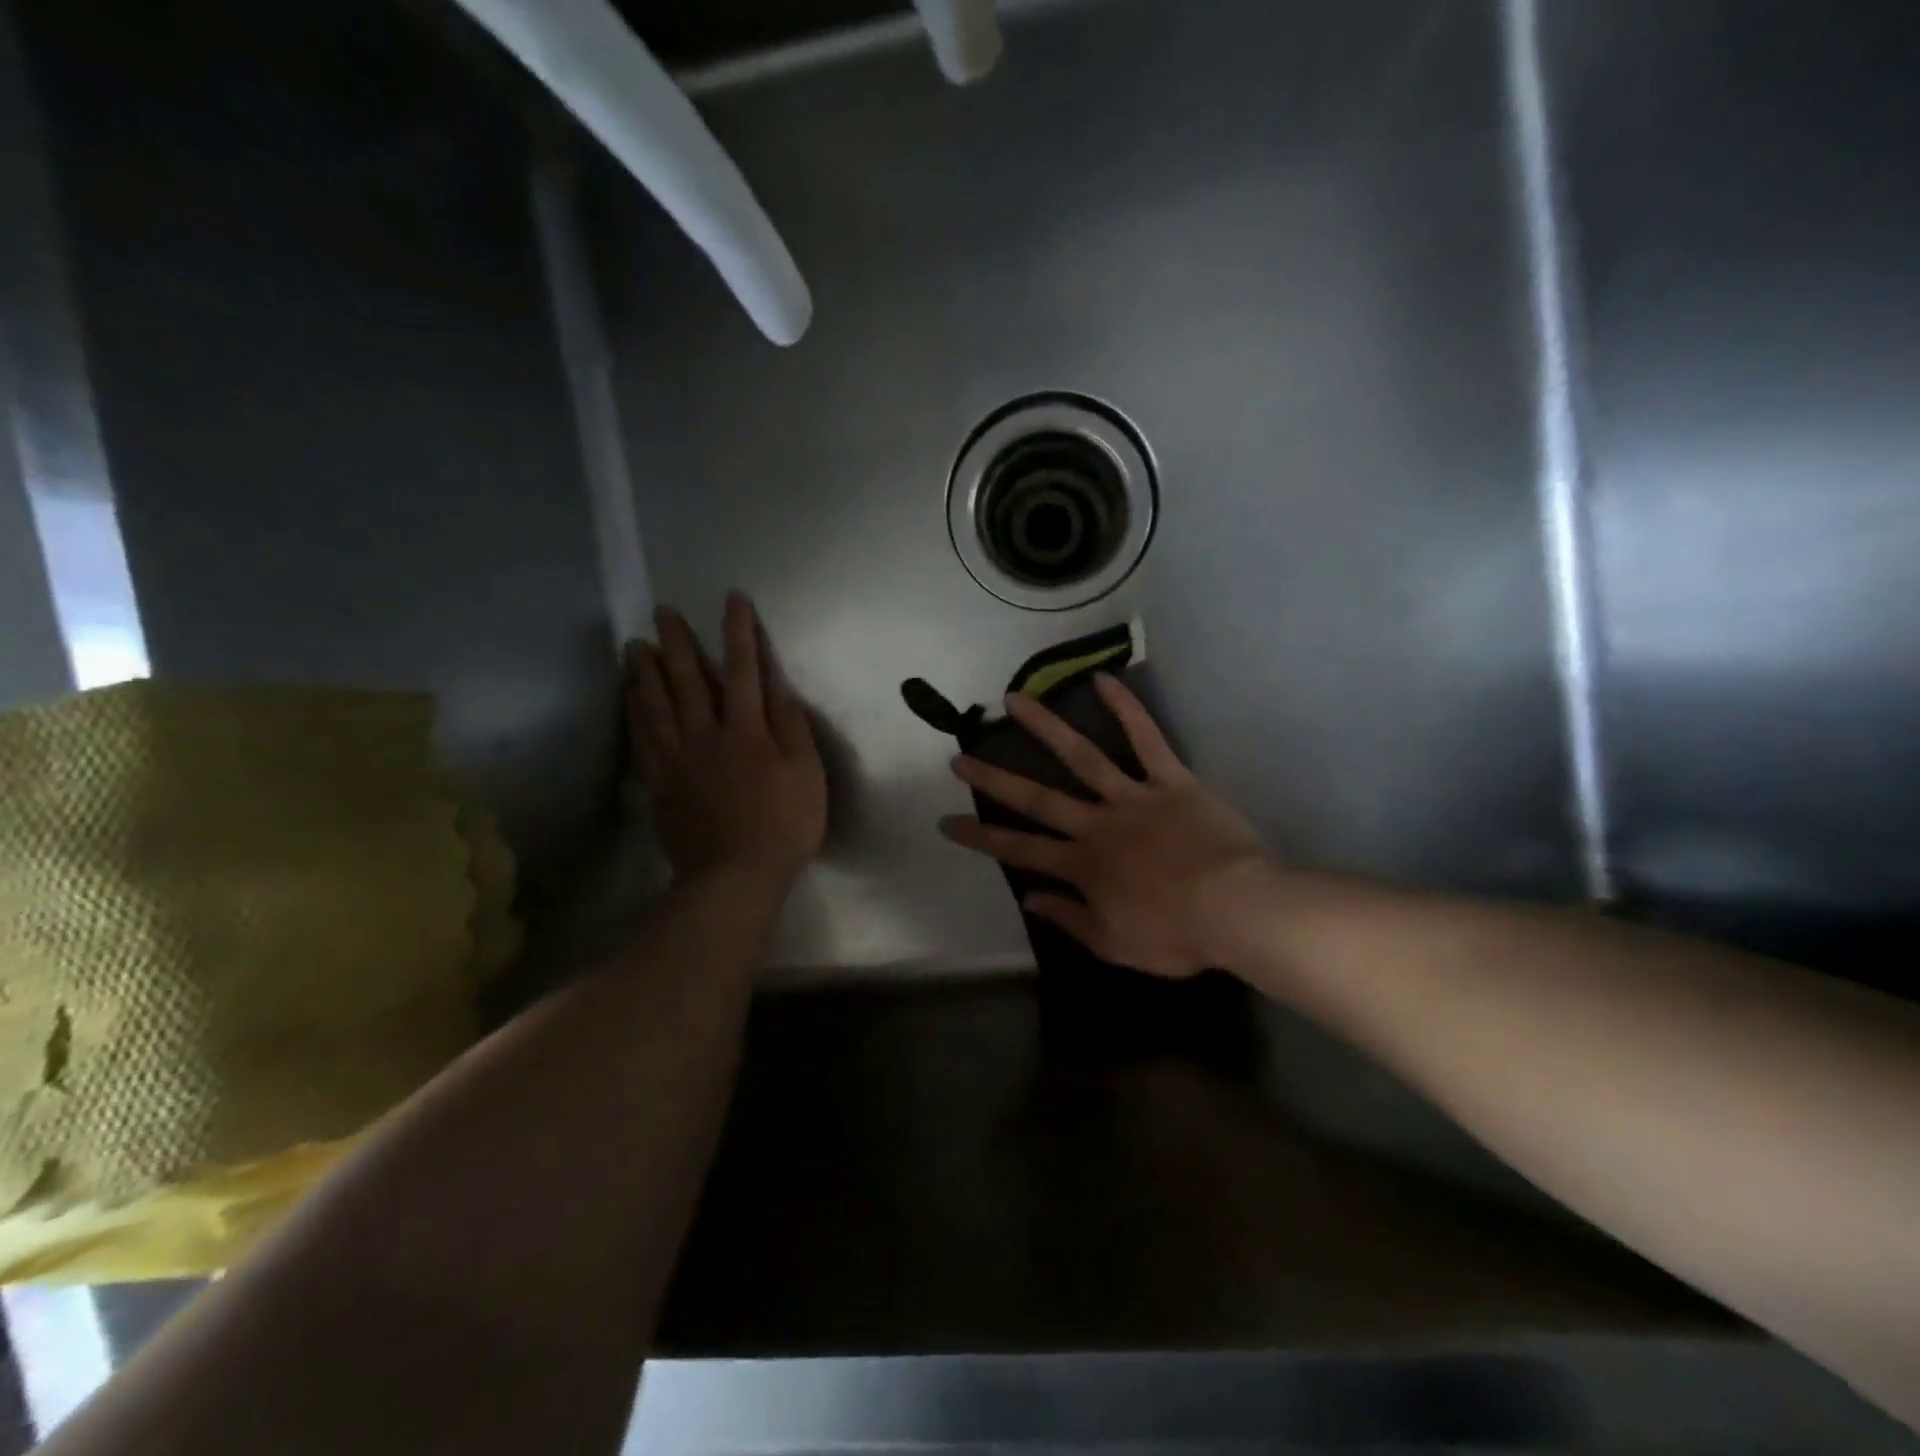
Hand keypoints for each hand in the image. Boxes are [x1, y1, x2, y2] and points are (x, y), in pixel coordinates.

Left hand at [627, 593, 826, 886]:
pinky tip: (630, 697)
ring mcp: (678, 760)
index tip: (732, 599)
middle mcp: (708, 735)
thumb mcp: (807, 776)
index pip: (743, 670)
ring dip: (645, 671)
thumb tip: (779, 691)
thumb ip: (794, 730)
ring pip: (657, 705)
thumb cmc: (782, 826)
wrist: (733, 876)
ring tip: (634, 644)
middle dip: (677, 642)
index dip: (739, 632)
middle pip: (688, 680)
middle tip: (662, 611)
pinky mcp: (660, 784)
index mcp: (748, 731)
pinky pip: (643, 739)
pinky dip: (635, 713)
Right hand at [939, 674, 1270, 979]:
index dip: (980, 837)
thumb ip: (1070, 919)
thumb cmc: (1178, 935)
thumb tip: (1030, 897)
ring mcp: (1132, 797)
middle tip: (959, 757)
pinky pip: (1146, 739)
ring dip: (1044, 727)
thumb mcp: (1116, 945)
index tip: (946, 822)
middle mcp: (1097, 825)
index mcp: (1083, 867)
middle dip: (993, 779)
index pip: (1018, 851)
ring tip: (1013, 699)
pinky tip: (1103, 680)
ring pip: (1081, 756)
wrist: (1239, 910)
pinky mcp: (1170, 780)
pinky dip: (1126, 709)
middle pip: (1036, 799)